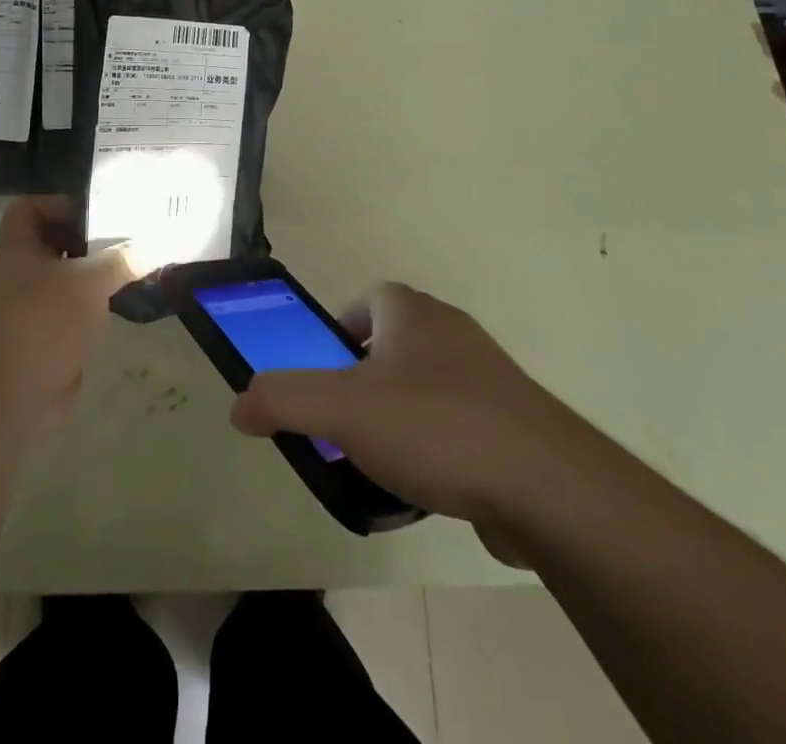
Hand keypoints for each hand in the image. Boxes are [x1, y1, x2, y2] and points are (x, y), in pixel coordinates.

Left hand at [0, 196, 129, 425]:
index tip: (97, 213)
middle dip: (89, 240)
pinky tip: (125, 304)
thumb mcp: (88, 282)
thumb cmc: (43, 322)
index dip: (60, 204)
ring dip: (96, 275)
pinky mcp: (46, 339)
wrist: (11, 398)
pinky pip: (73, 311)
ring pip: (67, 279)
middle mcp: (19, 274)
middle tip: (128, 237)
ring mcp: (30, 308)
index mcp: (17, 249)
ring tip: (134, 267)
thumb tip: (155, 245)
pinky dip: (95, 307)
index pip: (30, 208)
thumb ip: (122, 260)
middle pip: (54, 243)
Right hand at [229, 283, 586, 559]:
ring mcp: (488, 376)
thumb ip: (283, 399)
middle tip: (343, 421)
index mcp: (411, 312)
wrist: (545, 484)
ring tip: (379, 459)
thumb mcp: (342, 409)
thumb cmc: (434, 426)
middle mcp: (450, 331)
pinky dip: (437, 445)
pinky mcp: (513, 421)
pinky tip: (428, 485)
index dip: (338, 329)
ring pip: (426, 385)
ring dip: (399, 413)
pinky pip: (459, 423)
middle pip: (393, 343)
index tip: (324, 372)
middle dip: (364, 377)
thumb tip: (240, 405)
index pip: (366, 300)